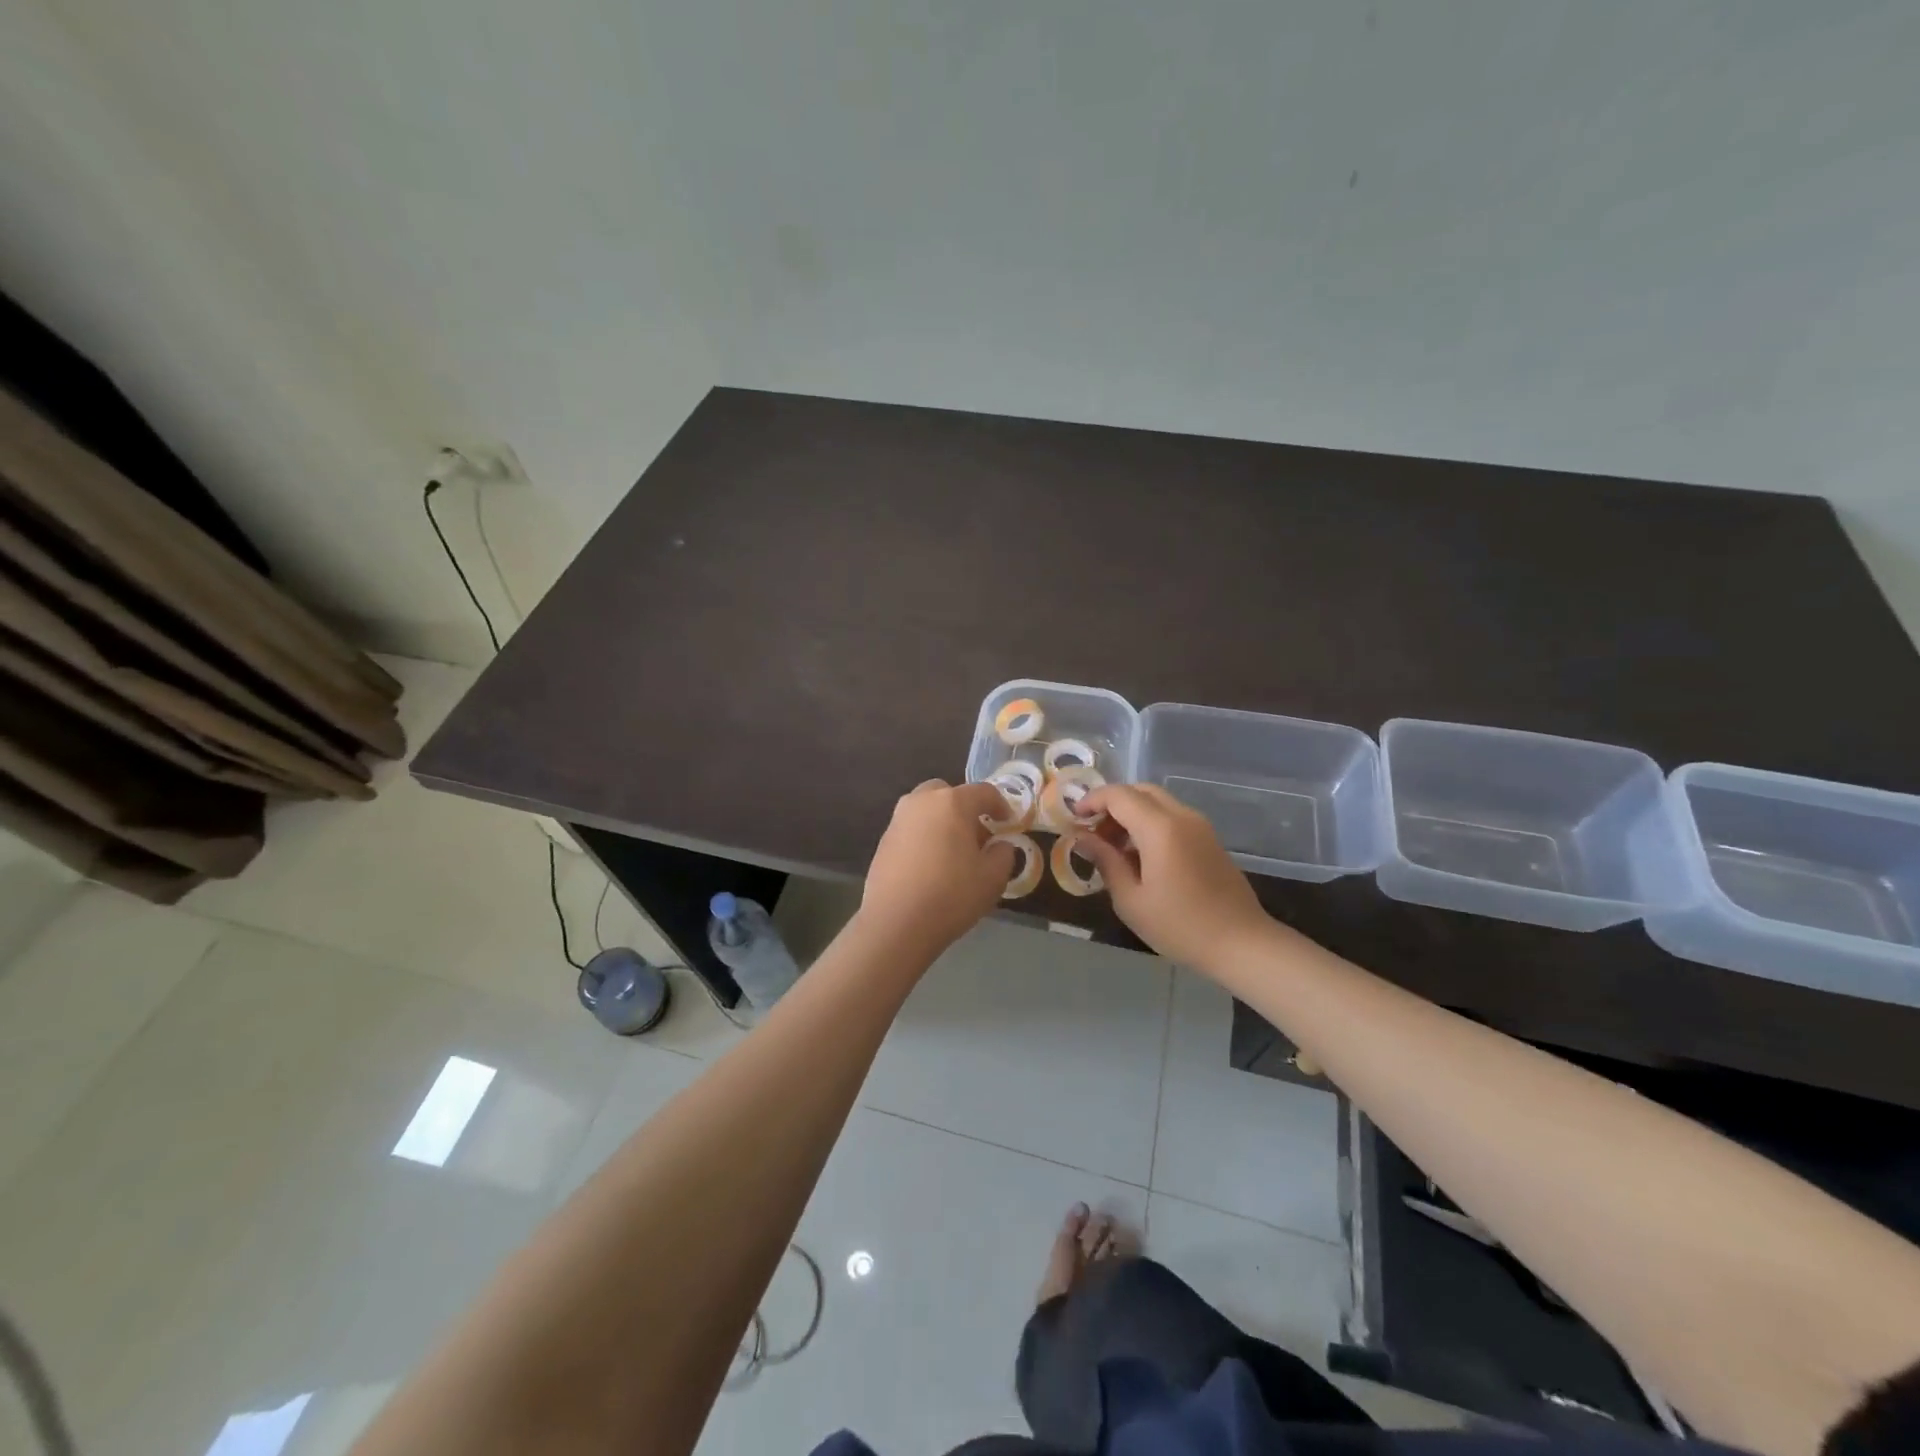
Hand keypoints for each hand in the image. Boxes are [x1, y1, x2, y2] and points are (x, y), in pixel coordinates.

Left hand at [861, 779, 1015, 956]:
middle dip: (965, 809)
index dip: (1001, 805)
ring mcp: (898, 819)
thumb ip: (1004, 854)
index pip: (984, 792)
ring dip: (942, 821)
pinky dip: (924, 837)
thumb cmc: (951, 895)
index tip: (1009, 823)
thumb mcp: (993, 878)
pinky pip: (911, 828)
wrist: (896, 922)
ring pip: (926, 809)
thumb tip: (1000, 845)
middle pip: (949, 794)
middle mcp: (921, 801)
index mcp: (952, 802)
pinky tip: (930, 865)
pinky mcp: (883, 840)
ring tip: (953, 852)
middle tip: (977, 835)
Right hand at [1071, 784, 1277, 969]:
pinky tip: (1140, 856)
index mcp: (1160, 828)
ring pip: (1157, 802)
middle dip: (1112, 804)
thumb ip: (1106, 862)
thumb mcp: (1131, 899)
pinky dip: (1149, 823)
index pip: (1118, 795)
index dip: (1092, 801)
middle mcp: (1182, 816)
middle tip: (1093, 832)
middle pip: (1140, 791)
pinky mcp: (1209, 839)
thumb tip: (1082, 839)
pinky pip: (1172, 817)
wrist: (1242, 943)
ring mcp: (1199, 826)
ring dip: (1131, 814)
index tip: (1073, 818)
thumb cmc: (1180, 926)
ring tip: (1113, 848)